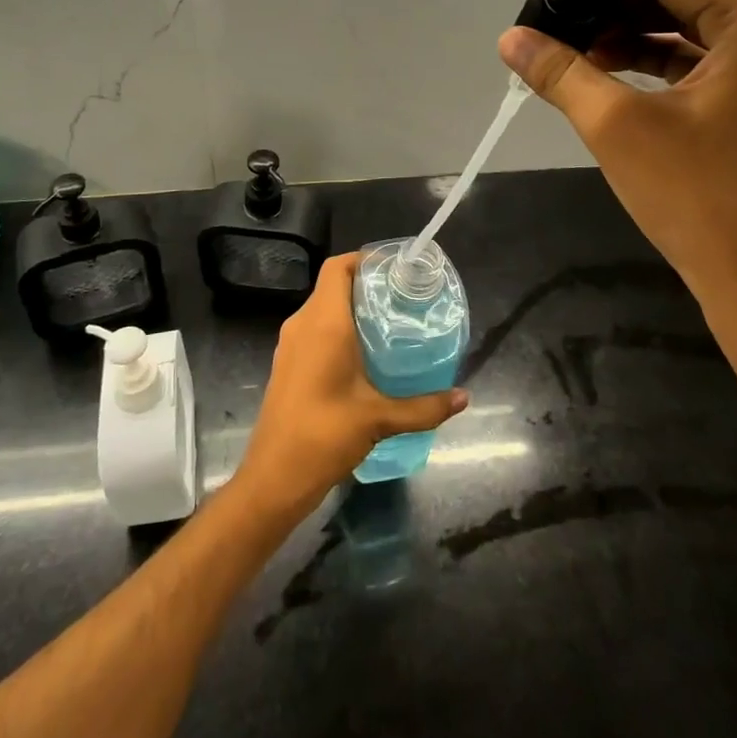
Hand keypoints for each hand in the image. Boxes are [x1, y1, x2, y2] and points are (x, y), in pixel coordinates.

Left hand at [234, 253, 468, 516]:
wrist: (273, 478)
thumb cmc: (324, 436)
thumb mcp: (379, 419)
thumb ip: (424, 407)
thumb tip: (463, 397)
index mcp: (324, 323)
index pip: (338, 267)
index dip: (364, 258)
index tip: (395, 268)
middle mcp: (303, 324)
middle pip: (332, 286)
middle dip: (366, 285)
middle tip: (403, 297)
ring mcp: (290, 344)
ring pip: (322, 309)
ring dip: (351, 308)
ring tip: (390, 323)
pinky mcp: (287, 364)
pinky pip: (314, 330)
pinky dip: (338, 329)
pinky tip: (364, 355)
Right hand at [498, 0, 736, 382]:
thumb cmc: (697, 196)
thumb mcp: (616, 125)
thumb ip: (560, 71)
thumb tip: (509, 38)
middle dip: (614, 4)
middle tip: (556, 17)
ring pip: (690, 26)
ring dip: (631, 33)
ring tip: (572, 48)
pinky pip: (703, 57)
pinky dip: (656, 60)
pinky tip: (607, 72)